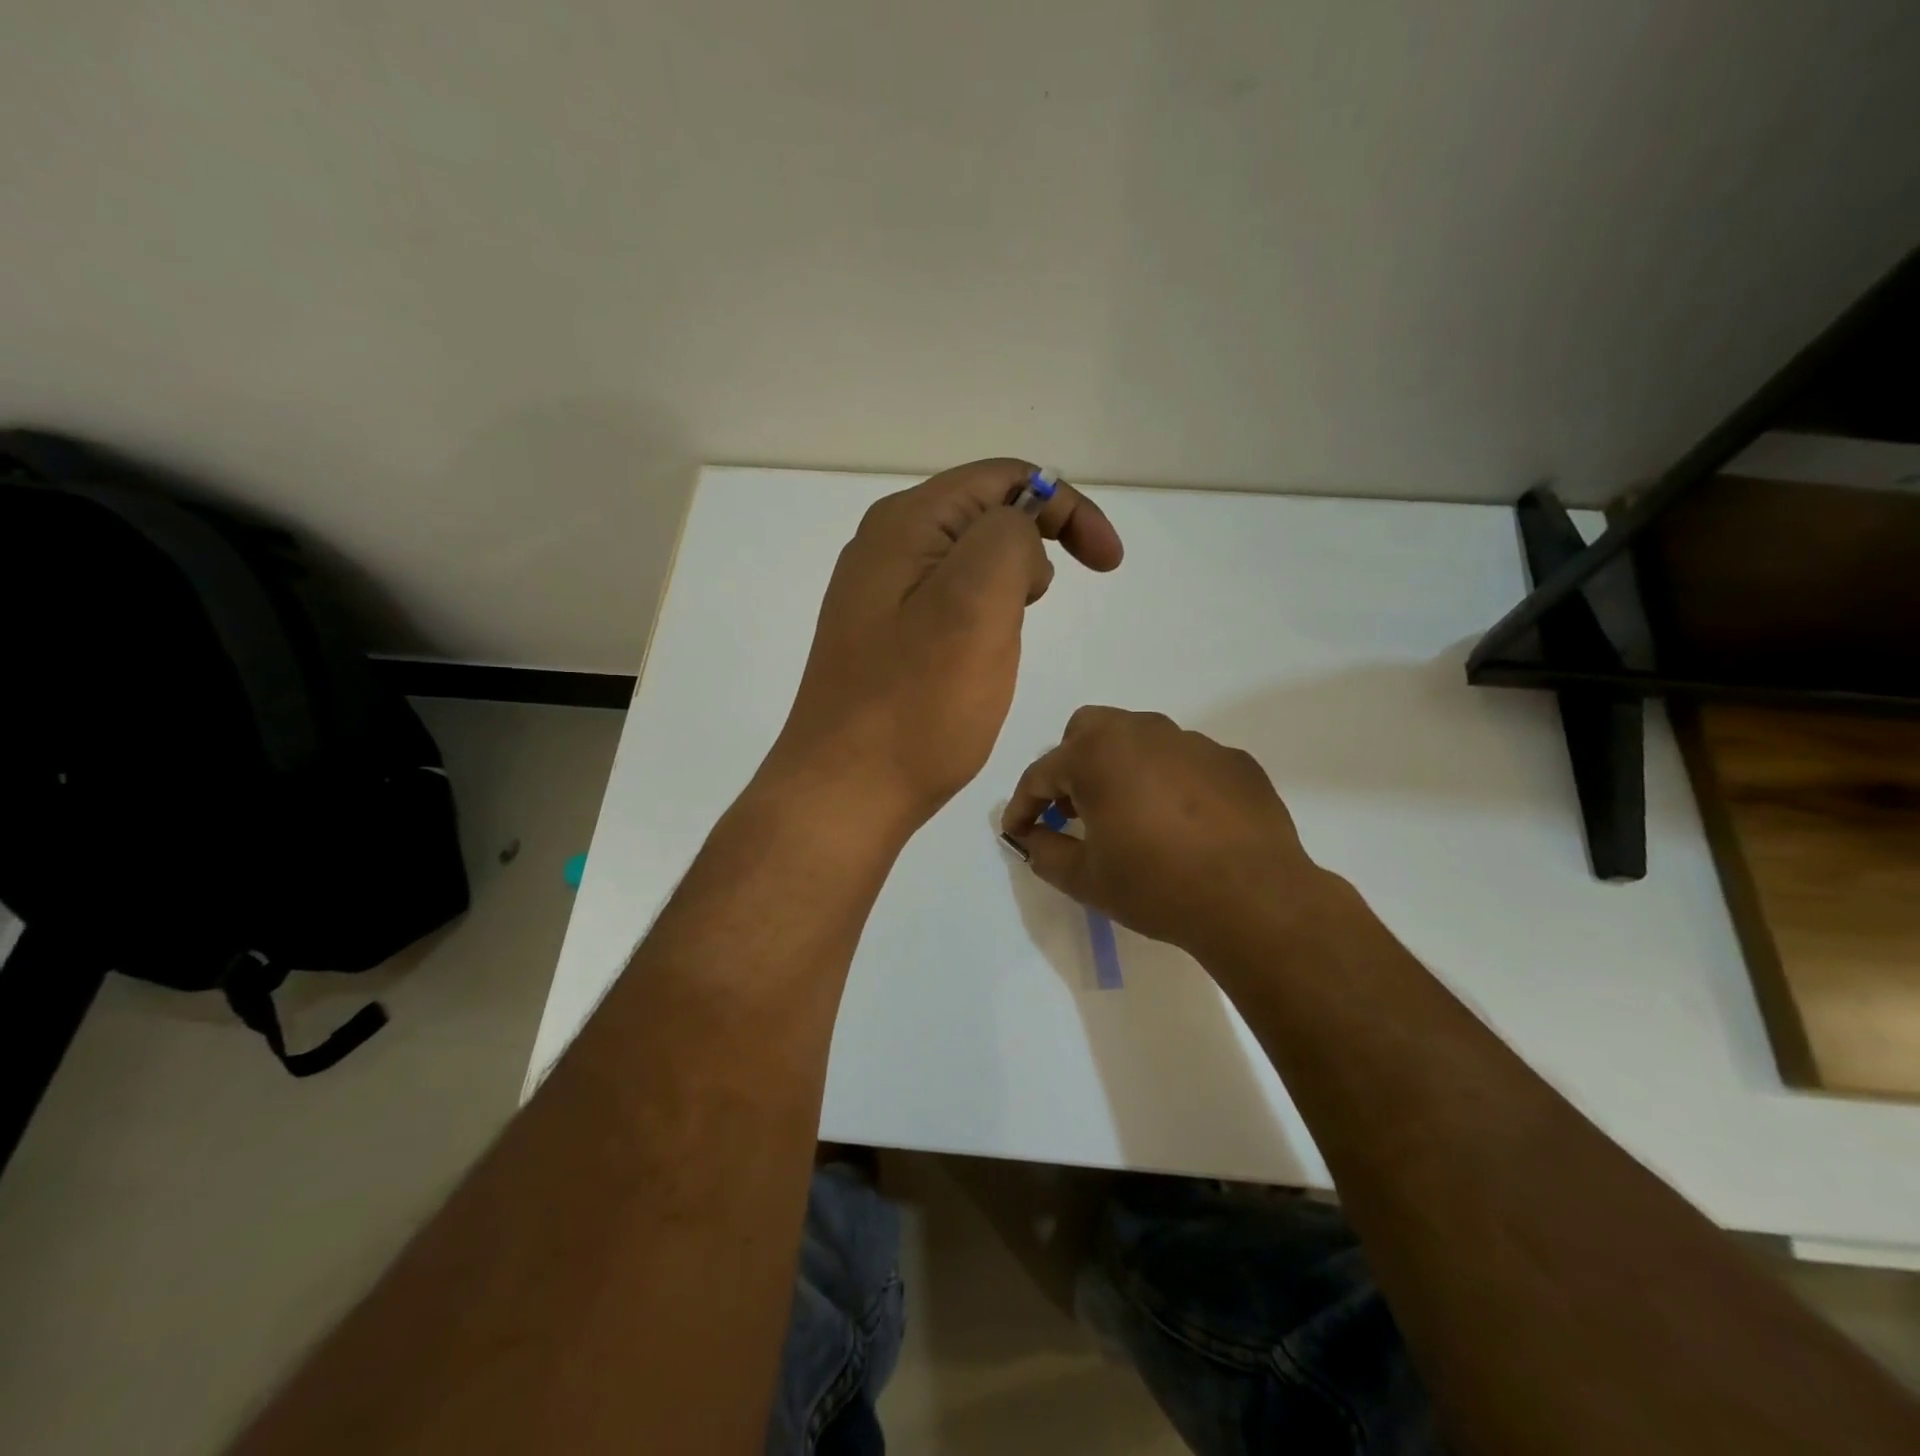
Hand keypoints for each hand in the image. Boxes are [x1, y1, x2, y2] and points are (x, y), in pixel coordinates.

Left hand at [768, 459, 1122, 833]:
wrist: (844, 794)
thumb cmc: (916, 706)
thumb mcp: (974, 605)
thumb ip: (1008, 541)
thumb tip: (1018, 538)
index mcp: (905, 525)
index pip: (1002, 478)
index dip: (1066, 507)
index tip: (1108, 563)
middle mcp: (885, 549)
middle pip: (983, 515)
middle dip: (1036, 544)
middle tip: (1044, 606)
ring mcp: (879, 597)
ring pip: (968, 563)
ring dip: (1010, 585)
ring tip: (1012, 636)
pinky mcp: (884, 640)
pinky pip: (949, 605)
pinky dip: (984, 615)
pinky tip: (981, 657)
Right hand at [1001, 707, 1333, 957]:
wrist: (1255, 899)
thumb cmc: (1157, 886)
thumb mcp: (1086, 879)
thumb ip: (1046, 852)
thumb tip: (1031, 837)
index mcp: (1097, 755)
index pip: (1041, 773)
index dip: (1023, 805)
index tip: (1018, 831)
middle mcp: (1142, 732)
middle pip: (1088, 730)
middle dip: (1071, 764)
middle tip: (1075, 809)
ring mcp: (1192, 741)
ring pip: (1139, 739)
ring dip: (1121, 768)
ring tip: (1131, 815)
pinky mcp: (1232, 760)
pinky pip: (1184, 760)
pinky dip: (1169, 780)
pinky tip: (1183, 822)